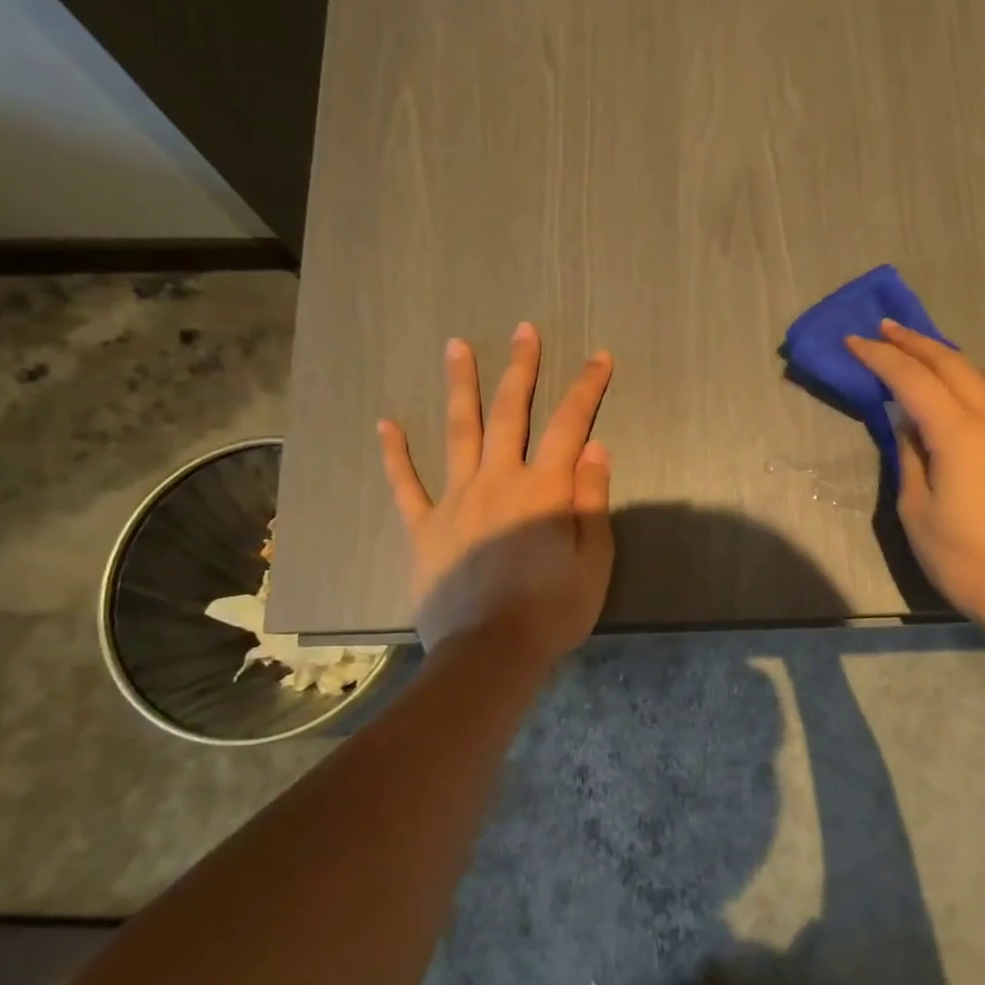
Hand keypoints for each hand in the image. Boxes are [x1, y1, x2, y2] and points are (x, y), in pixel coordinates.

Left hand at [377, 323, 613, 660]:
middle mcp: (498, 481)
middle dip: (520, 368)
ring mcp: (455, 501)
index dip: (587, 388)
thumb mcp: (593, 559)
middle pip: (510, 413)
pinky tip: (386, 424)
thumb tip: (595, 447)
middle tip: (523, 330)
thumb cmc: (552, 609)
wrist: (490, 654)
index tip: (599, 356)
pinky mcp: (425, 527)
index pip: (570, 425)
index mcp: (543, 489)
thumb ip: (592, 500)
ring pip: (458, 433)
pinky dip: (395, 454)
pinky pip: (406, 485)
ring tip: (456, 347)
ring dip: (460, 387)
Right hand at [847, 319, 984, 632]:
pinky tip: (976, 413)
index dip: (880, 357)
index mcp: (958, 435)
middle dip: (914, 343)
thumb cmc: (961, 558)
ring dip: (967, 364)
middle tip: (884, 332)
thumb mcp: (915, 510)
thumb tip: (909, 426)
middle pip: (953, 364)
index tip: (854, 341)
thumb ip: (910, 458)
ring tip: (942, 384)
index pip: (912, 380)